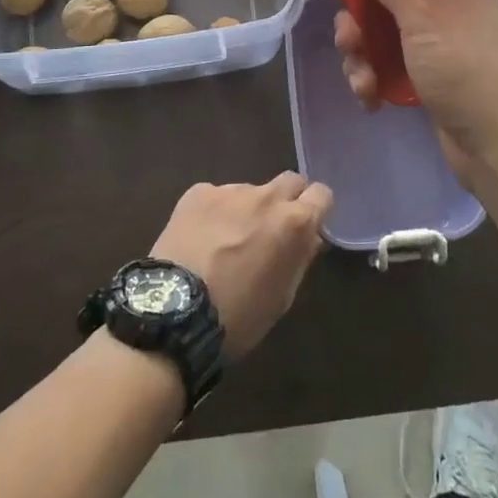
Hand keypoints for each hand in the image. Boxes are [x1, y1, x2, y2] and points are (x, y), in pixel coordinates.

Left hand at [149, 173, 332, 357]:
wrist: (175, 312)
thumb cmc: (238, 316)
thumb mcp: (282, 297)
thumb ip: (300, 259)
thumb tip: (309, 238)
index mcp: (293, 223)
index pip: (322, 194)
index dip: (317, 209)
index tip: (308, 226)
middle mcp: (266, 197)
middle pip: (289, 181)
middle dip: (287, 200)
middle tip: (271, 230)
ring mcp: (229, 190)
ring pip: (250, 190)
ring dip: (247, 209)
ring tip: (225, 241)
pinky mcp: (198, 192)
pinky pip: (216, 196)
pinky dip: (215, 212)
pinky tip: (200, 238)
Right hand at [334, 0, 497, 184]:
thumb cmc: (463, 67)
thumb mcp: (422, 18)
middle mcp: (451, 10)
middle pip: (387, 5)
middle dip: (361, 27)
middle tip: (348, 42)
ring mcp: (440, 48)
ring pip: (383, 40)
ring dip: (364, 59)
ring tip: (362, 83)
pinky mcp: (431, 80)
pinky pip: (392, 69)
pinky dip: (377, 81)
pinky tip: (370, 99)